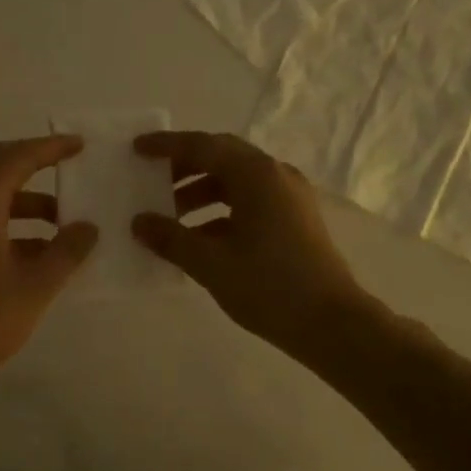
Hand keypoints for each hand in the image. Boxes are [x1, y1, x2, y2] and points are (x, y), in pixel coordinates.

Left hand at [0, 135, 98, 381]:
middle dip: (34, 162)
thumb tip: (89, 227)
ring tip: (61, 219)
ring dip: (24, 199)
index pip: (15, 158)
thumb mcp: (36, 286)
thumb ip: (66, 252)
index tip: (77, 145)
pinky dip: (7, 220)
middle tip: (67, 163)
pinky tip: (36, 248)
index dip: (48, 148)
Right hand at [131, 130, 371, 353]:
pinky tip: (198, 238)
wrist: (333, 324)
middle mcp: (275, 175)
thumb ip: (171, 238)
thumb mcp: (211, 263)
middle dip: (183, 167)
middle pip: (221, 158)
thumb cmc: (269, 286)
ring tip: (169, 216)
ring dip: (200, 192)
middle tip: (151, 180)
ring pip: (236, 181)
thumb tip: (139, 222)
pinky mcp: (295, 220)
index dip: (167, 146)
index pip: (203, 146)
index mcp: (256, 175)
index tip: (137, 149)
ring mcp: (289, 197)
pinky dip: (220, 211)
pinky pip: (250, 201)